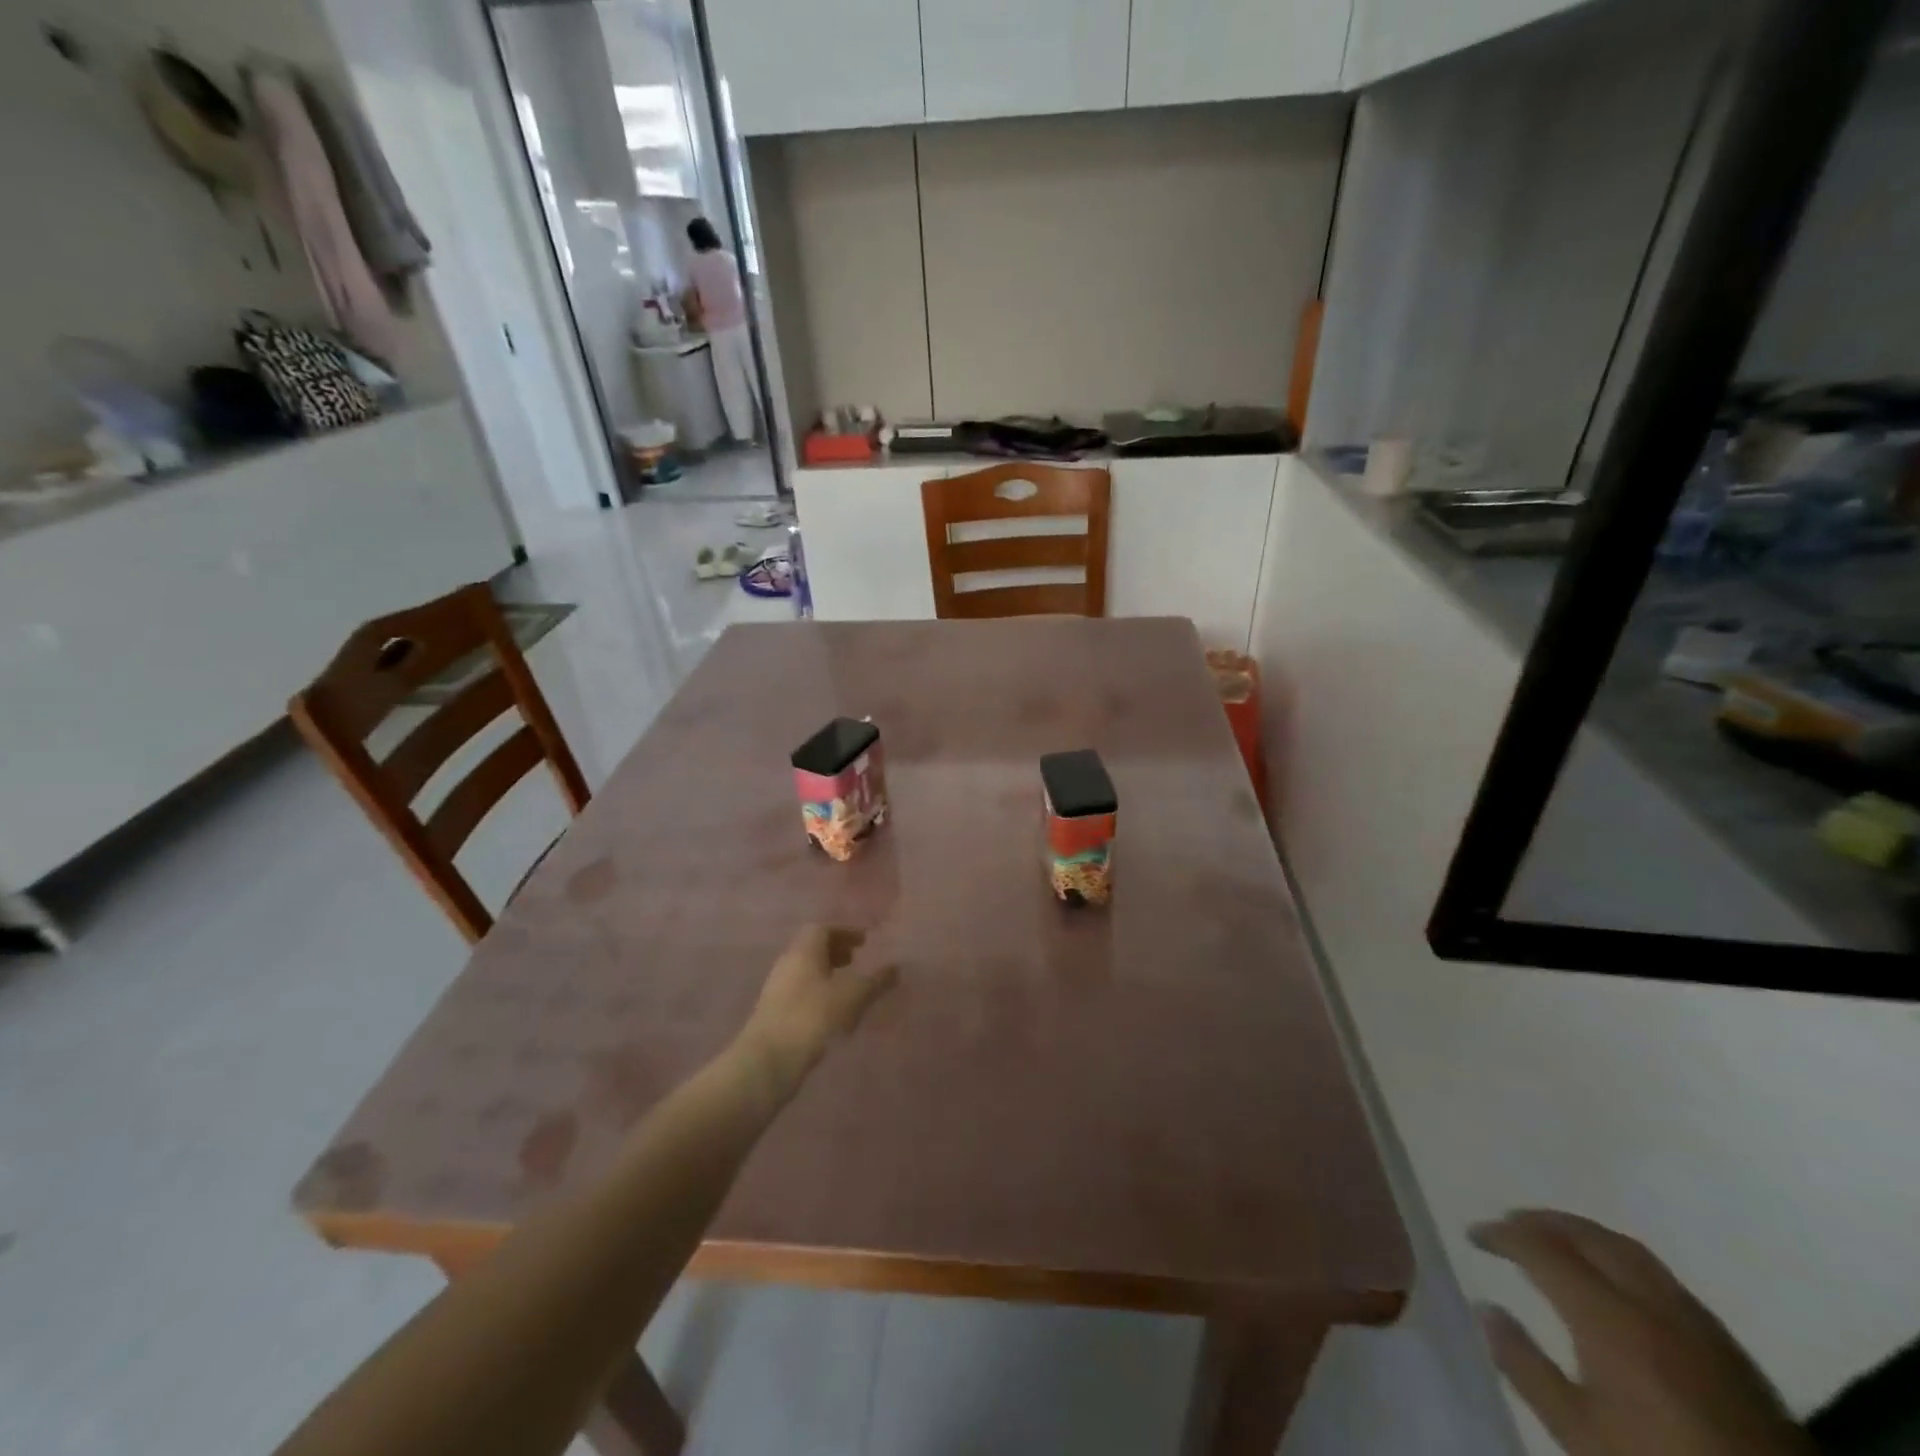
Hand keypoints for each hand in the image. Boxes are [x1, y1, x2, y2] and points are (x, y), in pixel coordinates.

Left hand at [734, 925, 896, 1098]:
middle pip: (812, 948)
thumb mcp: (852, 997)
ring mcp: (778, 990)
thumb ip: (875, 981)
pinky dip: (820, 993)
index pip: (822, 929)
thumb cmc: (812, 1017)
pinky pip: (802, 992)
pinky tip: (835, 1013)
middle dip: (836, 951)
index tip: (865, 941)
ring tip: (850, 987)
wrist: (768, 1061)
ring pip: (806, 971)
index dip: (845, 932)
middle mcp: (787, 964)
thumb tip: (895, 968)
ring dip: (828, 974)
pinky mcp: (775, 1014)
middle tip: (857, 960)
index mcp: (803, 951)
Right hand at [1472, 1210, 1814, 1455]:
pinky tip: (1614, 1281)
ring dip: (1584, 1234)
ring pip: (1630, 1250)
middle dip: (1543, 1221)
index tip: (1474, 1233)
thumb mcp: (1580, 1433)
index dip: (1502, 1234)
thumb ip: (1527, 1367)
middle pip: (1590, 1236)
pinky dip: (1620, 1259)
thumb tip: (1486, 1309)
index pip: (1542, 1249)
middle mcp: (1651, 1302)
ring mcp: (1696, 1321)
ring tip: (1556, 1240)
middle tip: (1509, 1222)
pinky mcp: (1727, 1346)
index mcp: (1609, 1316)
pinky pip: (1661, 1277)